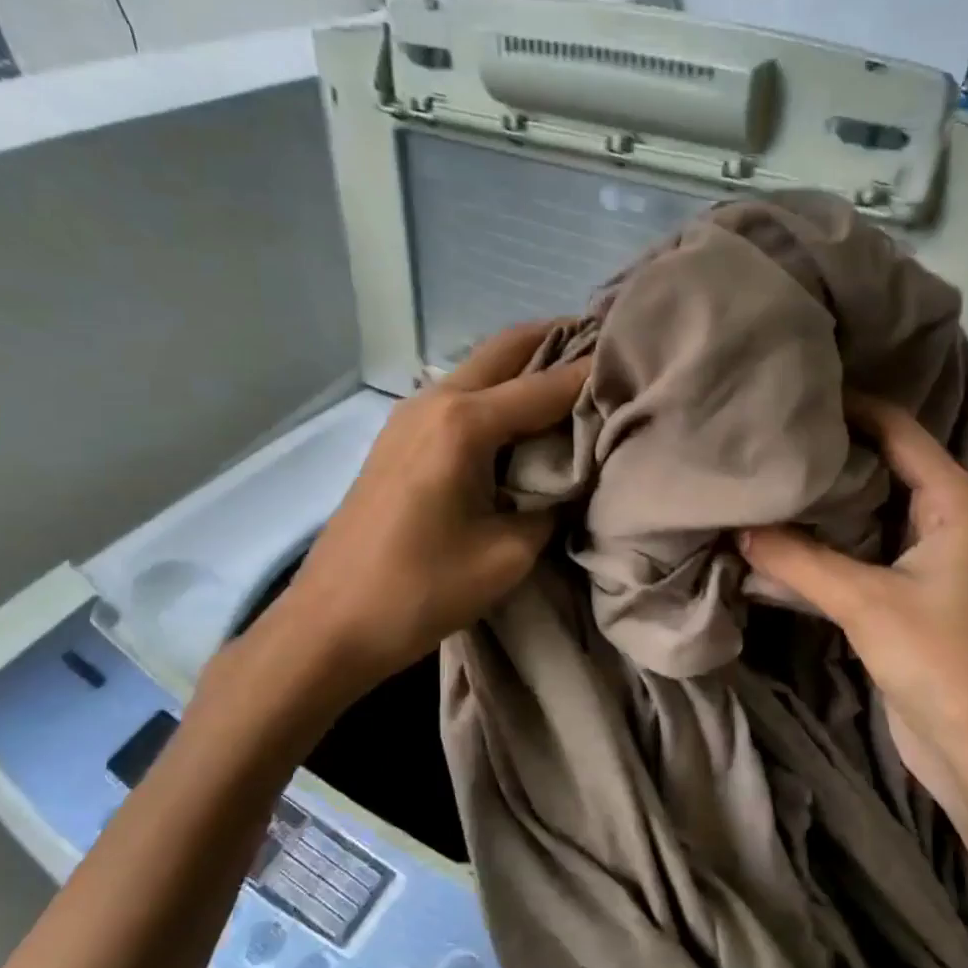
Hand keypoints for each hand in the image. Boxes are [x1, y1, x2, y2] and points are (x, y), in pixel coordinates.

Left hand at [213, 321, 587, 735]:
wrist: (330, 625)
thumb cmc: (422, 592)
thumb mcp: (508, 554)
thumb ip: (551, 505)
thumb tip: (571, 482)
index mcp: (465, 424)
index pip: (548, 386)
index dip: (595, 375)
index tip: (638, 365)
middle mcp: (435, 401)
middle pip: (508, 348)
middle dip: (558, 342)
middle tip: (607, 352)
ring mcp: (409, 416)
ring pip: (480, 368)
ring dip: (526, 367)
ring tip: (574, 384)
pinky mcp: (398, 438)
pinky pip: (460, 396)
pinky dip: (498, 393)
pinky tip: (524, 420)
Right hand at [738, 395, 967, 813]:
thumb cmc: (938, 661)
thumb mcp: (863, 602)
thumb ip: (797, 559)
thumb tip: (737, 527)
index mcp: (956, 502)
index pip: (898, 430)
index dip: (850, 407)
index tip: (793, 396)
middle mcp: (946, 518)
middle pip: (882, 464)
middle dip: (828, 453)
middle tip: (767, 436)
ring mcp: (927, 555)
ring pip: (867, 509)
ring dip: (822, 502)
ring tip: (763, 477)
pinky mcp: (907, 590)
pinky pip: (860, 549)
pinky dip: (824, 543)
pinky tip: (777, 536)